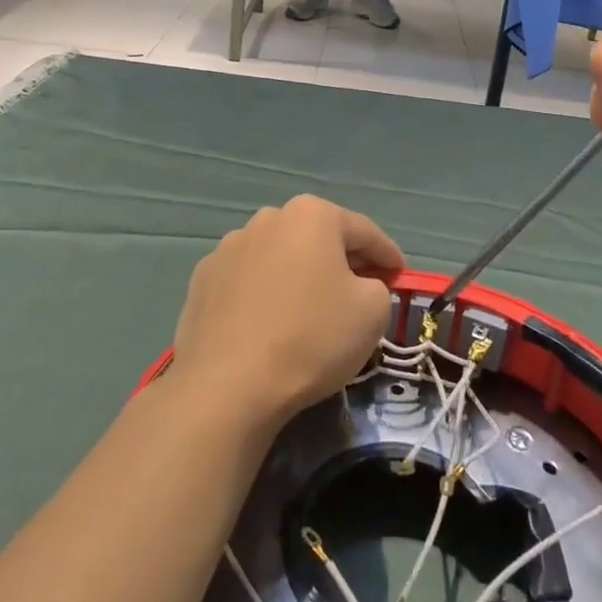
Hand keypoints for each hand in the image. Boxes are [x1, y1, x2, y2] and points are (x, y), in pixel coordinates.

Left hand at [169, 195, 402, 428]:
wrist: (228, 386)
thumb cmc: (311, 338)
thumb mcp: (372, 311)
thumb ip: (377, 285)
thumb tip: (359, 285)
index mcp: (311, 215)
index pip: (364, 231)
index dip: (387, 255)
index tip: (399, 275)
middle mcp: (267, 218)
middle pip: (318, 238)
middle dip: (341, 260)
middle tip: (359, 291)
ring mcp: (228, 248)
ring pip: (279, 257)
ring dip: (298, 275)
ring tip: (309, 311)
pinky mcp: (202, 281)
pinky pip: (248, 282)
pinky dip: (264, 295)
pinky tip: (269, 325)